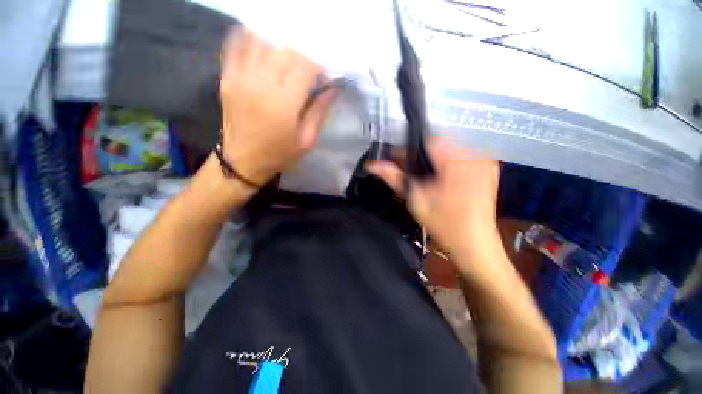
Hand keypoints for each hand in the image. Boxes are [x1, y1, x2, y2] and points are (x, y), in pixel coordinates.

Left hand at [219, 28, 335, 185]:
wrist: (243, 162)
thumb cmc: (280, 154)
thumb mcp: (307, 140)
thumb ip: (320, 112)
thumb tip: (333, 88)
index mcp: (283, 103)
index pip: (305, 66)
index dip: (318, 66)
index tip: (324, 76)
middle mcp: (260, 83)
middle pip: (285, 51)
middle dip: (302, 57)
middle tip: (308, 72)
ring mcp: (240, 77)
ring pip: (263, 43)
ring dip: (281, 49)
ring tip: (288, 63)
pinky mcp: (227, 77)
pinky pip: (237, 46)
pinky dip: (252, 40)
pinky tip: (264, 47)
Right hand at [367, 137, 499, 255]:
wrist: (474, 244)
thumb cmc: (443, 224)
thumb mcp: (414, 199)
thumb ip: (394, 177)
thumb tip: (372, 165)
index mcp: (454, 162)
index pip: (429, 139)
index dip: (410, 148)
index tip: (399, 160)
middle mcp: (474, 155)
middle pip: (440, 143)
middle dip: (422, 155)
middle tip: (412, 173)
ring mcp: (485, 161)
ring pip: (450, 148)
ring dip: (435, 159)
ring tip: (427, 178)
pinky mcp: (489, 168)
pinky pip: (464, 156)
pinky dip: (450, 163)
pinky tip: (444, 179)